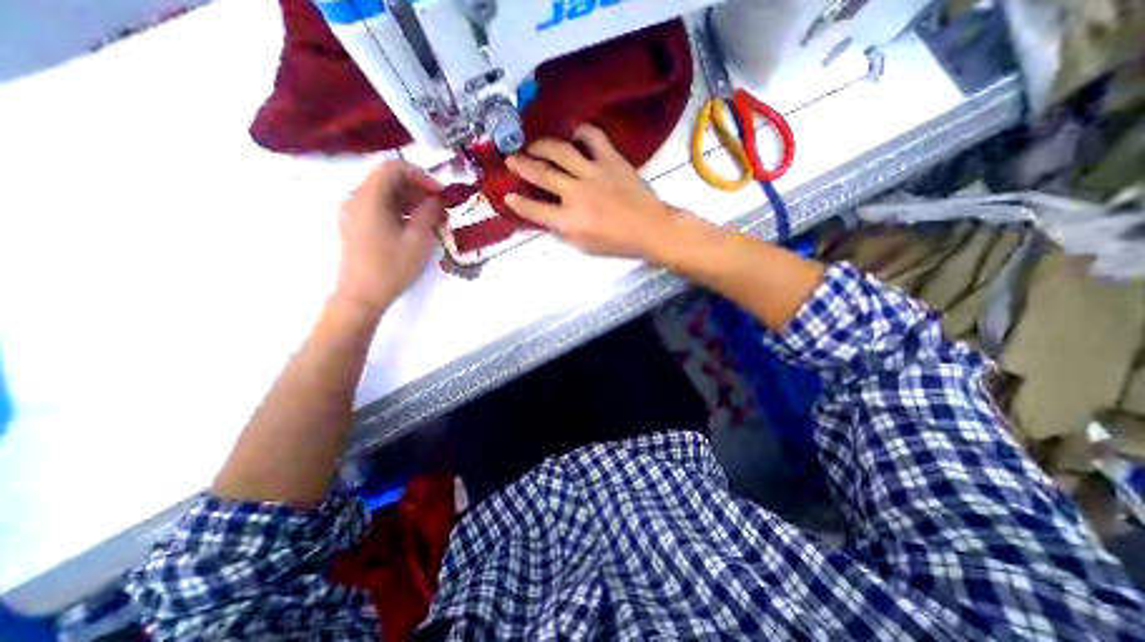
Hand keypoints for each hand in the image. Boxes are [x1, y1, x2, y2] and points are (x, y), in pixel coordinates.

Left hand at [337, 160, 441, 312]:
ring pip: (384, 193)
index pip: (394, 167)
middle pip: (388, 179)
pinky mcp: (355, 225)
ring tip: (431, 219)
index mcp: (369, 197)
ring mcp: (353, 212)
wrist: (362, 295)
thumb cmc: (392, 267)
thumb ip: (429, 213)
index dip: (421, 175)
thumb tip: (436, 199)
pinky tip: (414, 227)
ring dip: (410, 200)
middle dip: (417, 188)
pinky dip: (398, 210)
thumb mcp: (418, 240)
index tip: (440, 193)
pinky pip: (378, 207)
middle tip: (439, 207)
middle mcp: (356, 198)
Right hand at [503, 123, 687, 261]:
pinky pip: (593, 137)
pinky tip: (573, 134)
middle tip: (511, 159)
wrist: (651, 228)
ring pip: (561, 151)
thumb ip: (563, 231)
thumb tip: (548, 218)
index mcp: (570, 220)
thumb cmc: (618, 243)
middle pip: (542, 174)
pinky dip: (581, 132)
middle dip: (522, 166)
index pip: (535, 210)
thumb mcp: (585, 246)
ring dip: (542, 145)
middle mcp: (577, 193)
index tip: (508, 195)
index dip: (518, 203)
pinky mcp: (611, 160)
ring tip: (534, 145)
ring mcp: (594, 173)